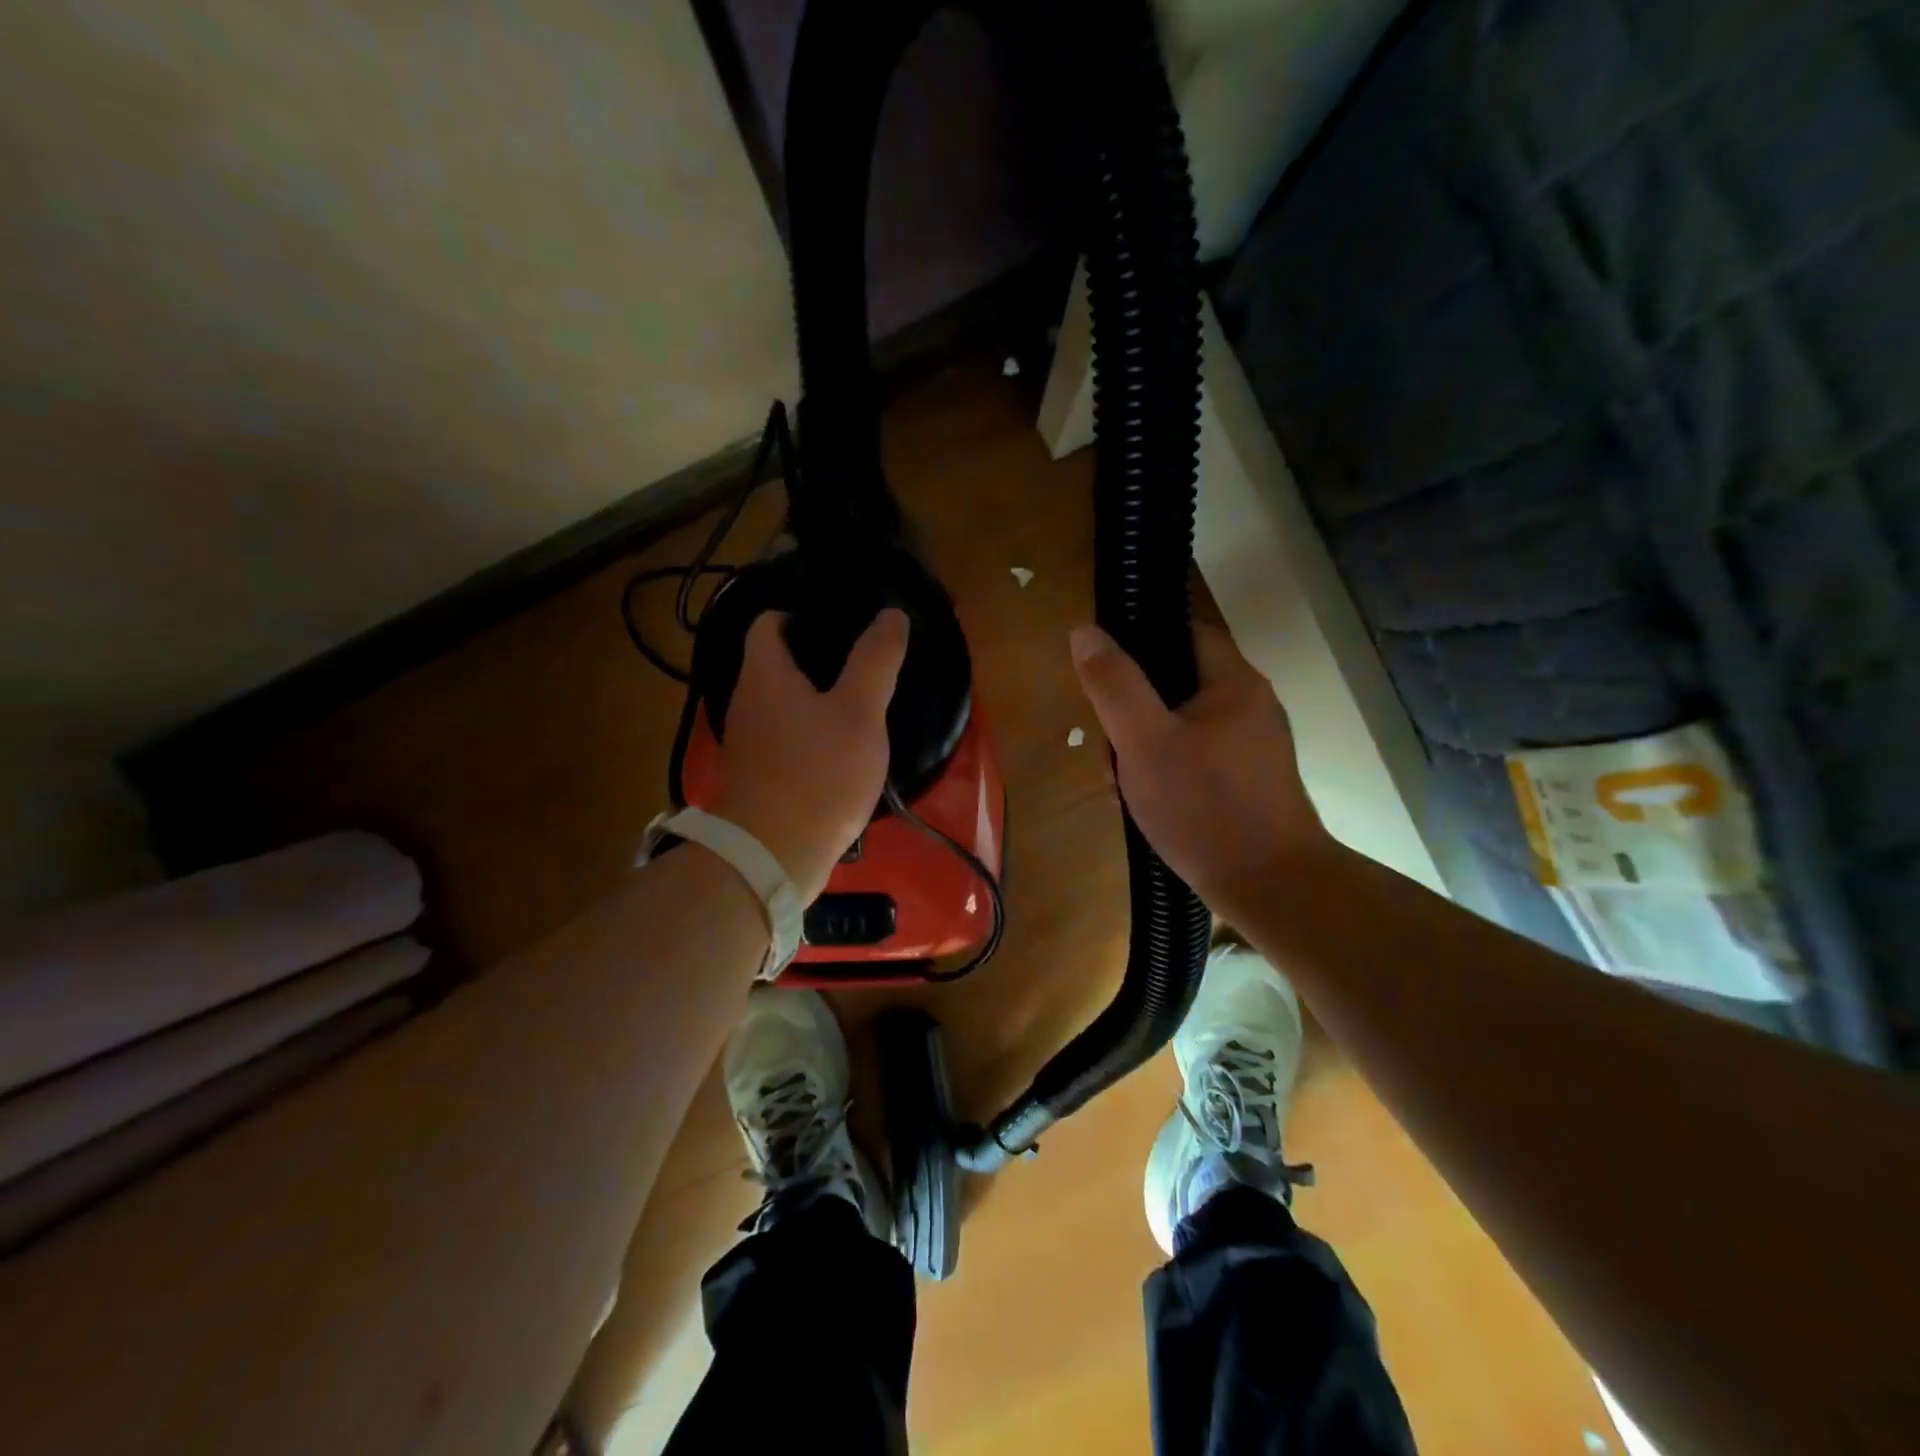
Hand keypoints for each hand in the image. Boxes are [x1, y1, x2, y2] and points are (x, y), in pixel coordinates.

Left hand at [715, 608, 908, 901]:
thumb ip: (875, 660)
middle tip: (866, 658)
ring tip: (863, 698)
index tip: (844, 621)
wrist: (772, 858)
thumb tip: (891, 614)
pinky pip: (788, 737)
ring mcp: (750, 742)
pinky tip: (845, 746)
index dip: (803, 613)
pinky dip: (813, 731)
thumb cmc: (818, 774)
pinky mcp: (760, 775)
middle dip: (819, 656)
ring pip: (785, 702)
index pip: (770, 621)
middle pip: (778, 662)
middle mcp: (748, 701)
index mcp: (764, 674)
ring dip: (819, 697)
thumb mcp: (859, 712)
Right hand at [1071, 622, 1331, 921]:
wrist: (1271, 888)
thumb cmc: (1204, 806)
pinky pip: (1195, 757)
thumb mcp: (1144, 742)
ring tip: (1122, 783)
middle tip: (1108, 746)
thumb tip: (1085, 632)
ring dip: (1145, 745)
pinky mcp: (1248, 782)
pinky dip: (1166, 770)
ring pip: (1181, 725)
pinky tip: (1149, 802)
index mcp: (1234, 682)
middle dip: (1133, 709)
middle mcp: (1250, 705)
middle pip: (1177, 683)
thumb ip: (1114, 685)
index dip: (1137, 641)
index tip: (1100, 672)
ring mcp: (1252, 747)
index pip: (1182, 633)